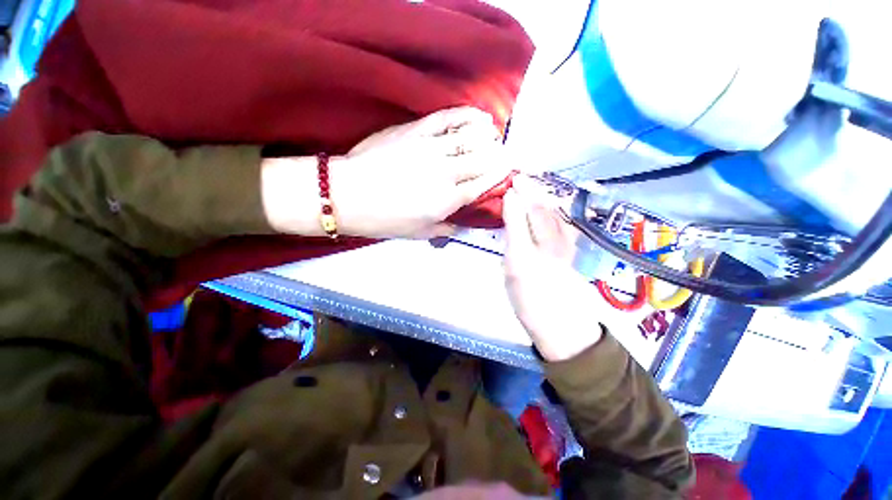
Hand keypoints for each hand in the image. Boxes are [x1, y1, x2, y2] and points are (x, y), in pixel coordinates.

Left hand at [332, 106, 507, 237]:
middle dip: (498, 155)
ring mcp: (431, 148)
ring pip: (471, 137)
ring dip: (488, 135)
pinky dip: (468, 115)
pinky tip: (480, 116)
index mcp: (448, 200)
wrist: (348, 195)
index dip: (499, 175)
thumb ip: (444, 229)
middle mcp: (446, 173)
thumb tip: (461, 225)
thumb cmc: (384, 219)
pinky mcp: (416, 131)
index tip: (508, 169)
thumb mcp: (418, 233)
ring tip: (494, 135)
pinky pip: (448, 118)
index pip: (483, 184)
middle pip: (483, 159)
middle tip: (503, 153)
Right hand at [502, 176, 609, 361]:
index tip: (509, 181)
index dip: (518, 195)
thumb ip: (513, 232)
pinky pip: (563, 223)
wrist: (559, 324)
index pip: (526, 212)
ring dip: (545, 195)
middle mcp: (553, 242)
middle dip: (532, 189)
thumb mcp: (513, 266)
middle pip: (544, 208)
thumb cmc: (530, 299)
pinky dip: (556, 209)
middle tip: (519, 176)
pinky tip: (551, 204)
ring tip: (533, 184)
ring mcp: (565, 245)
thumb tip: (511, 202)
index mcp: (534, 246)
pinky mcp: (571, 251)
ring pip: (557, 213)